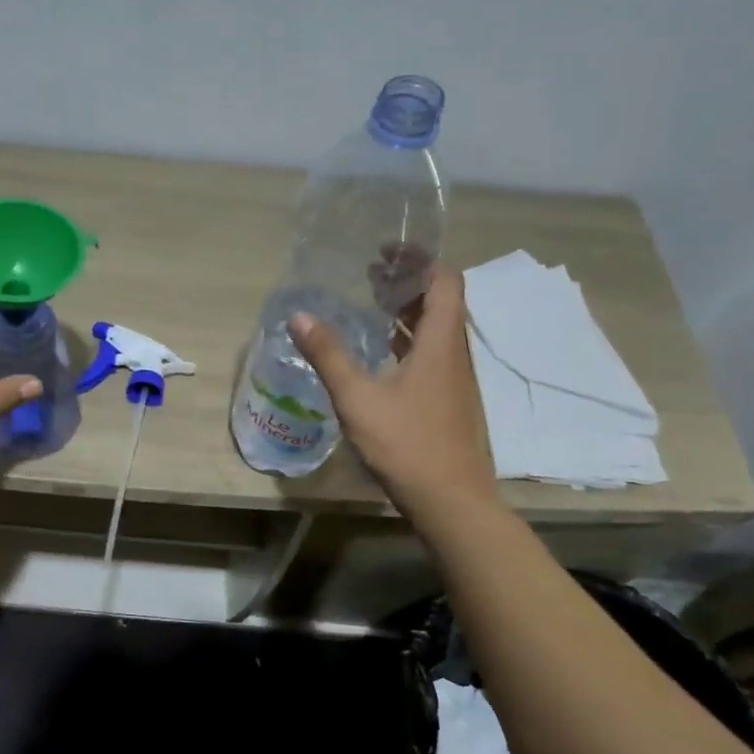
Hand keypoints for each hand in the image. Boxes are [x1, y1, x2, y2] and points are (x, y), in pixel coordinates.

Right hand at [287, 264, 498, 524]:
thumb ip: (329, 355)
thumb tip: (298, 316)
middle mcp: (454, 355)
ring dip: (407, 312)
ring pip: (436, 330)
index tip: (386, 252)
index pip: (445, 281)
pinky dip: (407, 341)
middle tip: (370, 275)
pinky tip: (379, 355)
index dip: (420, 260)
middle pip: (441, 302)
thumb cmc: (406, 444)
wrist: (451, 501)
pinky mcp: (448, 402)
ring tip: (370, 305)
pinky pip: (431, 355)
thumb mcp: (357, 398)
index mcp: (441, 343)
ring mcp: (455, 380)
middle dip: (408, 282)